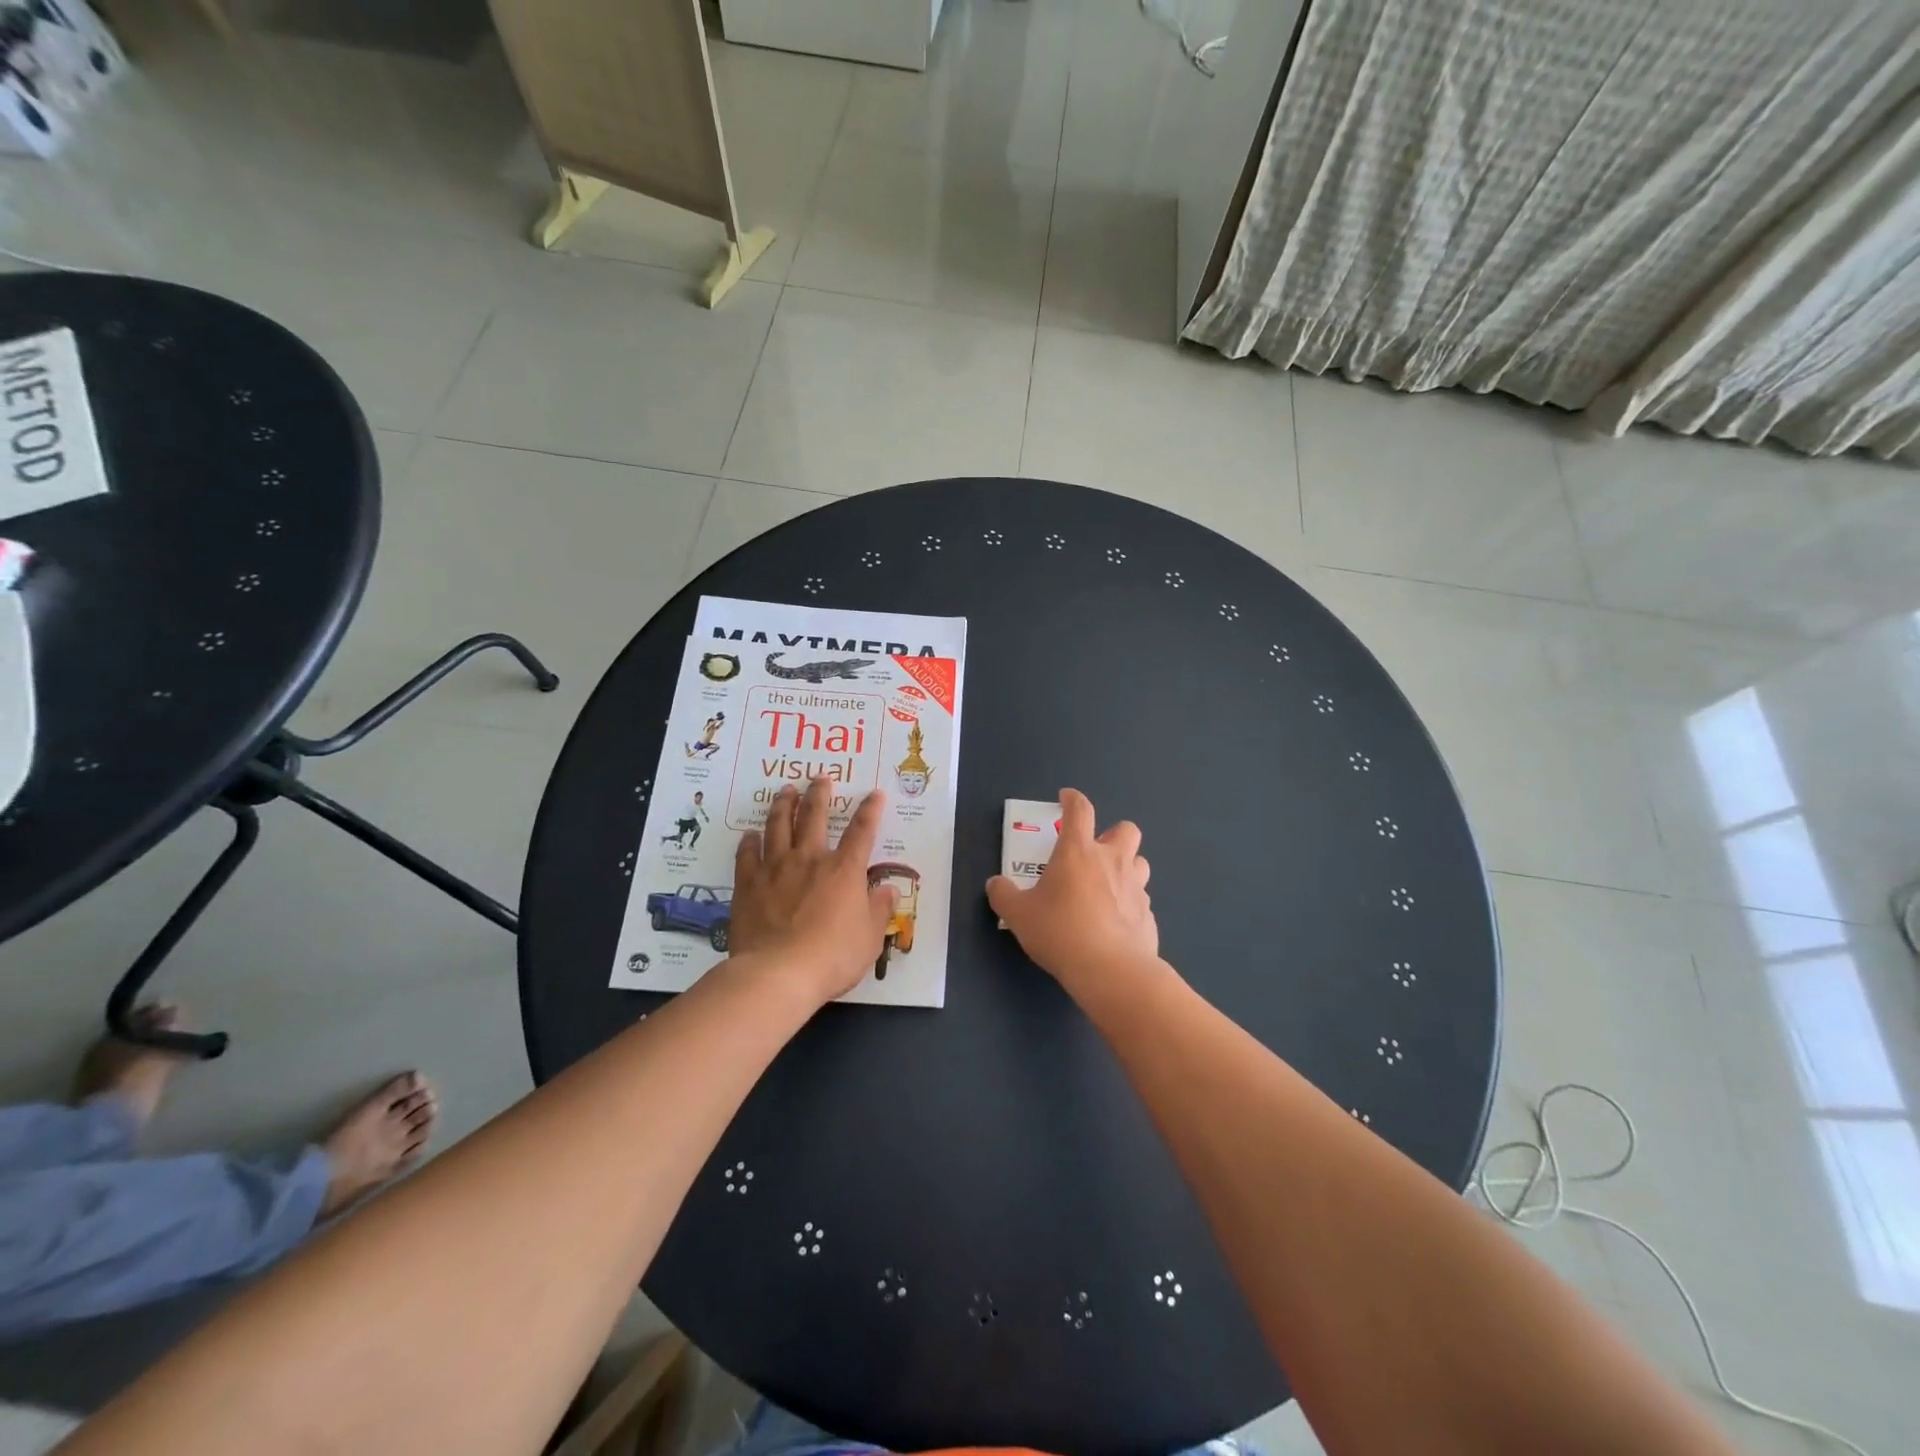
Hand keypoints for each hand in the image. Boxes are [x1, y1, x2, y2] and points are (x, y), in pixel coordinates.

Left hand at [730, 778, 896, 1003]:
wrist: (778, 973)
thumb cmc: (832, 956)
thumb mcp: (869, 938)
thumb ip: (879, 910)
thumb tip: (889, 890)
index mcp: (844, 870)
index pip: (862, 831)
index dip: (870, 810)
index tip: (873, 793)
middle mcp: (810, 860)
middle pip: (814, 817)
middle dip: (819, 795)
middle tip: (820, 778)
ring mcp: (775, 869)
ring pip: (778, 826)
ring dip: (783, 805)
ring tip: (785, 791)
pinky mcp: (748, 885)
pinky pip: (747, 855)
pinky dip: (749, 842)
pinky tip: (749, 834)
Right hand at [986, 788, 1157, 991]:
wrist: (1110, 970)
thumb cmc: (1060, 932)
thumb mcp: (1018, 915)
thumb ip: (1004, 895)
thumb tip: (996, 884)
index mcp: (1078, 851)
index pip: (1080, 810)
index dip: (1073, 799)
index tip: (1066, 798)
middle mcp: (1111, 861)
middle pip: (1125, 829)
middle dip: (1112, 833)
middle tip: (1095, 850)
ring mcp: (1135, 887)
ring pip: (1139, 862)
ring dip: (1126, 866)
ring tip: (1108, 884)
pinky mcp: (1148, 914)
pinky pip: (1140, 898)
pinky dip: (1129, 902)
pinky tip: (1115, 920)